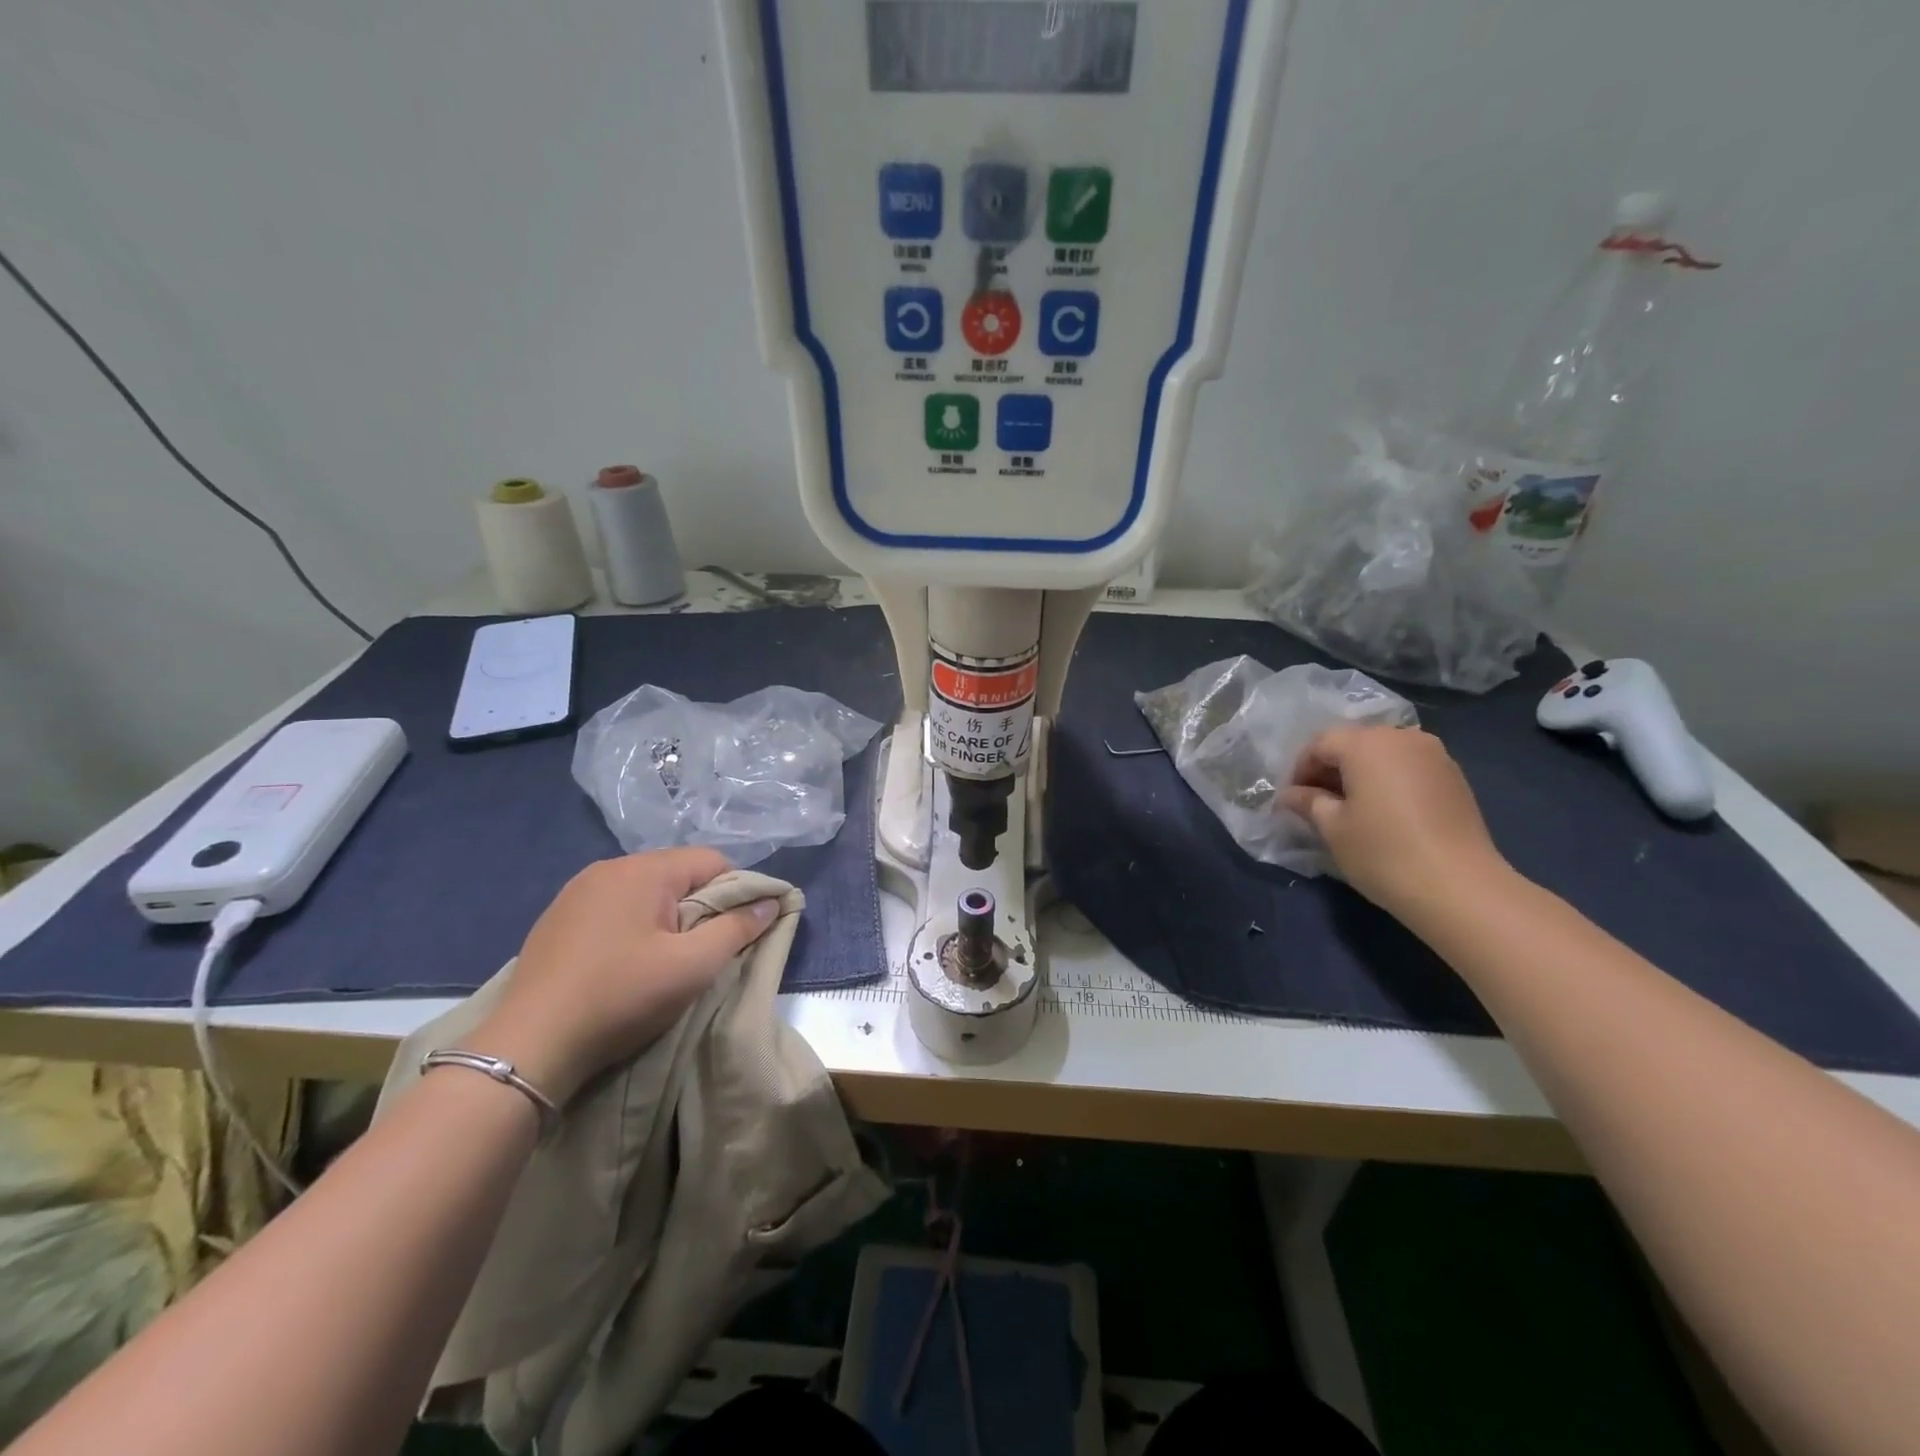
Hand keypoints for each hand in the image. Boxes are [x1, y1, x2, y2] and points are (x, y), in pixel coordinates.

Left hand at [464, 848, 778, 1103]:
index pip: (712, 861)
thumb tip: (771, 902)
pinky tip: (624, 963)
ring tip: (664, 960)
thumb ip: (737, 929)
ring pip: (646, 892)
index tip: (737, 933)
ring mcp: (576, 892)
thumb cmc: (620, 997)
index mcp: (643, 870)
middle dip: (699, 907)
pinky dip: (632, 926)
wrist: (528, 1046)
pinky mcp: (557, 919)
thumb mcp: (692, 967)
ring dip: (666, 918)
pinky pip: (614, 908)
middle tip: (700, 952)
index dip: (736, 893)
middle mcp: (608, 868)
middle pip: (678, 874)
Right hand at [1281, 725, 1512, 921]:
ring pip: (1383, 754)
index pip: (1320, 743)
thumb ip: (1308, 802)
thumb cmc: (1382, 852)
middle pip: (1353, 743)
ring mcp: (1434, 755)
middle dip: (1329, 768)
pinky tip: (1383, 812)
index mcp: (1366, 743)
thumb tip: (1291, 795)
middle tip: (1315, 802)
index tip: (1291, 799)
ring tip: (1348, 808)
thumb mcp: (1332, 827)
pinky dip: (1388, 781)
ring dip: (1360, 774)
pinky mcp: (1454, 777)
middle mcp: (1402, 737)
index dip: (1299, 769)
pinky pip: (1408, 767)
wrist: (1460, 888)